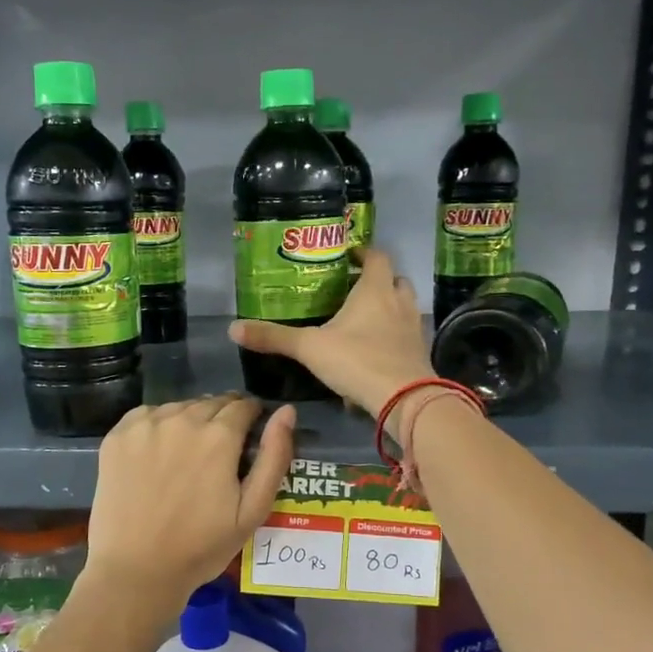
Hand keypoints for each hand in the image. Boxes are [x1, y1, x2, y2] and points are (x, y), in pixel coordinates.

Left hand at [84, 394, 296, 626]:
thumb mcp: (252, 511)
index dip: (251, 417)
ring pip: (179, 407)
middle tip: (219, 451)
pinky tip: (158, 453)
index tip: (248, 435)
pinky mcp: (117, 436)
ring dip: (190, 421)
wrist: (137, 570)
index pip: (243, 405)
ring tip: (187, 454)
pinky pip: (147, 415)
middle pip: (211, 403)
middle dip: (222, 418)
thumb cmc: (201, 547)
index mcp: (219, 436)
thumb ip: (274, 457)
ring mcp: (145, 425)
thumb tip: (286, 412)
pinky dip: (158, 425)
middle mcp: (182, 419)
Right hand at [228, 248, 433, 415]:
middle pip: (394, 279)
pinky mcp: (419, 352)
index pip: (376, 256)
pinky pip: (406, 334)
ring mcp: (413, 327)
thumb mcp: (309, 348)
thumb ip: (274, 337)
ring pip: (403, 306)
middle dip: (377, 280)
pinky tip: (375, 350)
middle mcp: (399, 301)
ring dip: (388, 307)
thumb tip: (233, 328)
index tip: (347, 256)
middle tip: (352, 289)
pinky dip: (393, 335)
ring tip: (363, 319)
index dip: (363, 253)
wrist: (405, 399)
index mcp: (375, 289)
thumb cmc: (358, 360)